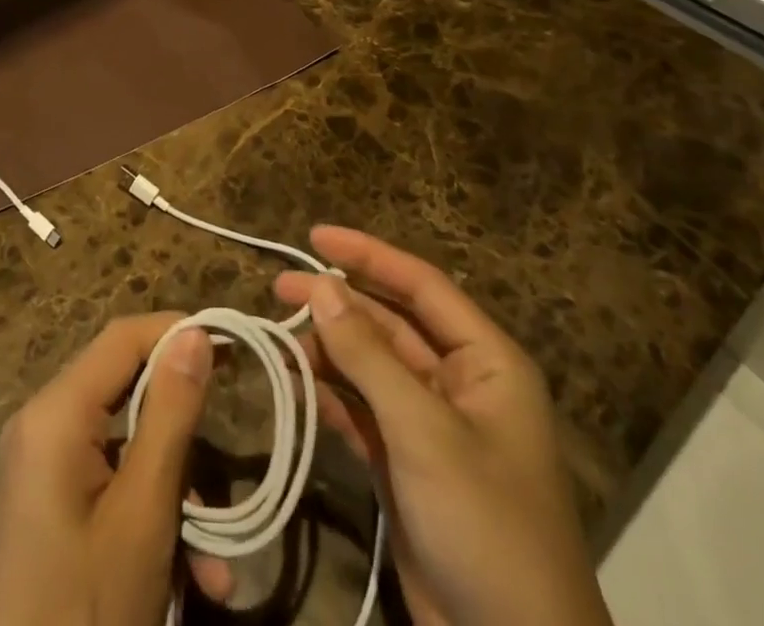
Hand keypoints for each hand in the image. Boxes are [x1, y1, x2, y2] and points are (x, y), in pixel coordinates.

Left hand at [0, 314, 232, 625]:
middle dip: (183, 430)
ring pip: (126, 447)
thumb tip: (196, 333)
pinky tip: (191, 578)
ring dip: (177, 492)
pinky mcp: (47, 507)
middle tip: (232, 454)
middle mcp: (41, 425)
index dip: (178, 332)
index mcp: (54, 413)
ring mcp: (41, 468)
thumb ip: (170, 415)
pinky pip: (109, 484)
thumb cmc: (85, 609)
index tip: (233, 345)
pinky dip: (150, 515)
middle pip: (126, 392)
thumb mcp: (142, 516)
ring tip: (217, 565)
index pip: (123, 337)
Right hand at [276, 228, 612, 625]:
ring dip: (327, 351)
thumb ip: (368, 356)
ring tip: (278, 341)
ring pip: (370, 366)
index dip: (367, 255)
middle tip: (278, 290)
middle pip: (389, 323)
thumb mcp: (424, 432)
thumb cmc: (485, 525)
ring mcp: (431, 425)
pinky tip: (294, 383)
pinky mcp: (406, 464)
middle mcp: (459, 382)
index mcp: (485, 361)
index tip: (313, 237)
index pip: (420, 285)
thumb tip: (320, 286)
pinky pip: (362, 410)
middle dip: (337, 304)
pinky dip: (329, 395)